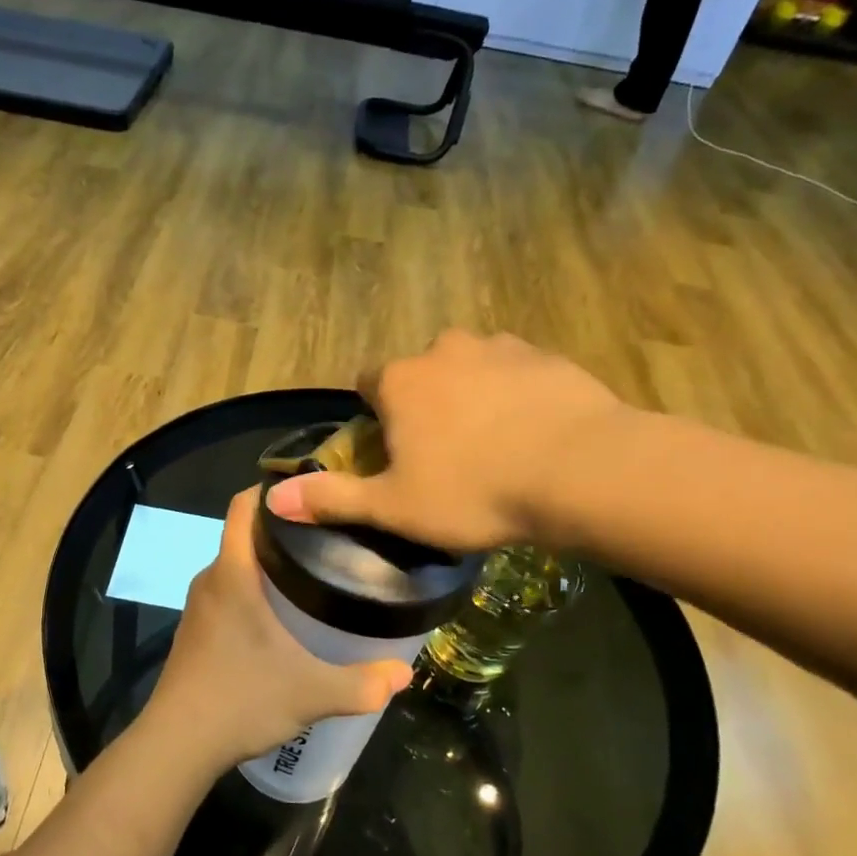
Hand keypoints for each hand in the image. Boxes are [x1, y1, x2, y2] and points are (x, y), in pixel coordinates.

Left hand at [143, 488, 413, 773]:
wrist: (177, 745)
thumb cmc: (241, 700)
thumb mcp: (311, 693)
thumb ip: (362, 683)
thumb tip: (404, 674)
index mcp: (233, 574)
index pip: (242, 505)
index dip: (270, 488)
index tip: (310, 488)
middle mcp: (210, 580)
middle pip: (244, 534)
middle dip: (283, 529)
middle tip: (330, 536)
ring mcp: (199, 607)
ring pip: (236, 567)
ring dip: (268, 563)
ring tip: (314, 571)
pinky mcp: (195, 632)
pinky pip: (227, 592)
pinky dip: (253, 590)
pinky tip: (282, 616)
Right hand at [265, 330, 631, 552]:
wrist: (583, 470)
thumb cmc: (474, 491)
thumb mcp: (394, 507)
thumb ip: (332, 498)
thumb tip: (273, 499)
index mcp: (401, 381)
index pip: (369, 384)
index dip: (377, 418)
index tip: (394, 453)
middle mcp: (444, 349)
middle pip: (421, 374)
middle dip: (426, 405)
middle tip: (447, 456)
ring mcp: (500, 347)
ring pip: (470, 369)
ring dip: (472, 397)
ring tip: (495, 447)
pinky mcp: (547, 357)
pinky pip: (517, 374)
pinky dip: (516, 397)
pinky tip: (534, 435)